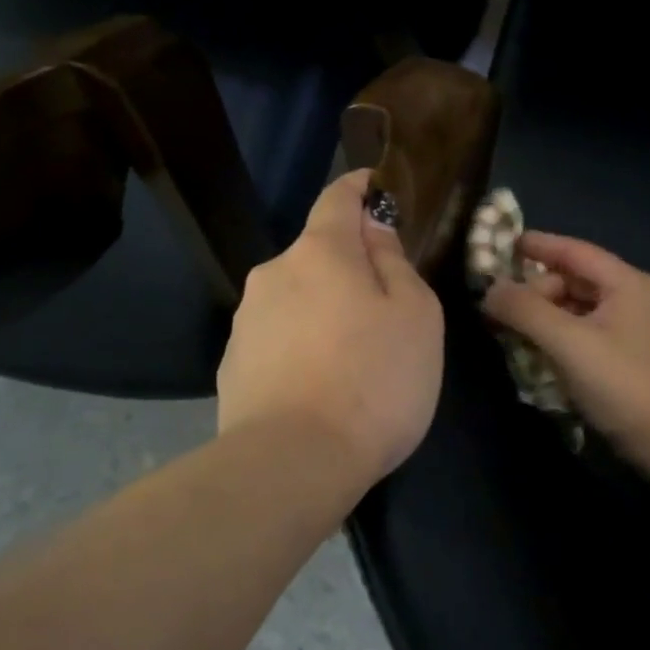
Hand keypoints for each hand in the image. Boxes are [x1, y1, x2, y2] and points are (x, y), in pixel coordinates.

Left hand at [217, 170, 443, 486]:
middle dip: (349, 266)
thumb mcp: (416, 316)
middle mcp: (274, 274)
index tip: (376, 187)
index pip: (338, 198)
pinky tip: (320, 386)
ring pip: (296, 298)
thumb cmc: (373, 379)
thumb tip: (374, 233)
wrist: (293, 462)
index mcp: (321, 252)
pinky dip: (301, 347)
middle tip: (385, 307)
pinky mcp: (232, 365)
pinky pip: (277, 339)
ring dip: (324, 310)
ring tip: (353, 358)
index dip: (359, 187)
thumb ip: (395, 264)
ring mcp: (246, 321)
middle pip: (318, 254)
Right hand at [480, 232, 649, 457]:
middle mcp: (632, 296)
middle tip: (500, 307)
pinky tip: (536, 348)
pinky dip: (558, 333)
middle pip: (574, 279)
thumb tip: (490, 289)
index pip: (574, 250)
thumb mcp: (568, 343)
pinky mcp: (627, 354)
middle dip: (536, 289)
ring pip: (577, 307)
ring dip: (544, 313)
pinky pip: (584, 330)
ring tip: (510, 327)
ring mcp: (632, 327)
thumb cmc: (622, 383)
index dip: (538, 245)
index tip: (504, 244)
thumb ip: (526, 311)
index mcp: (625, 283)